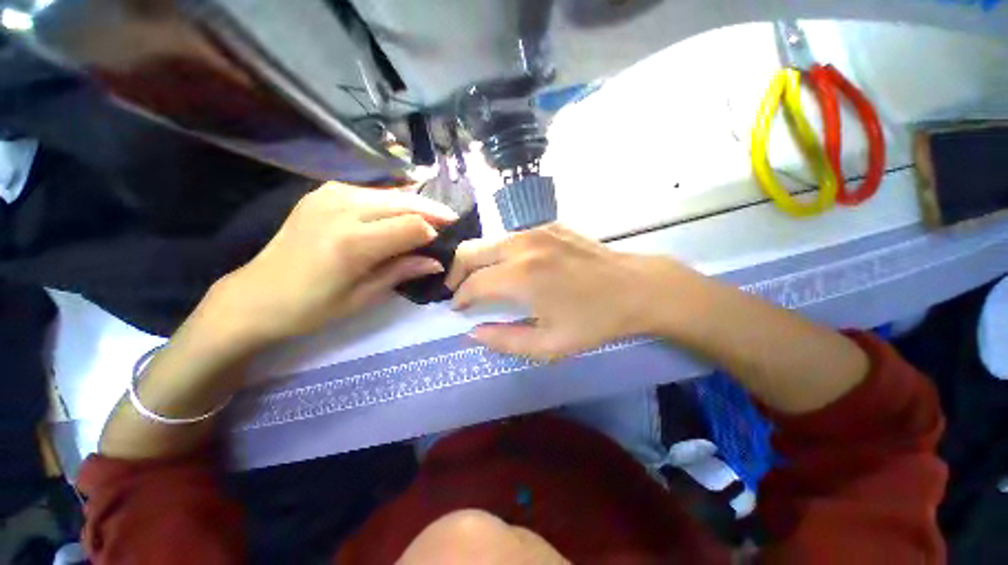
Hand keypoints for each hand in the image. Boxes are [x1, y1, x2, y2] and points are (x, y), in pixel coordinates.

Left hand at [204, 183, 457, 347]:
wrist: (255, 296)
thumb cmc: (312, 307)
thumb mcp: (364, 297)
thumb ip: (403, 272)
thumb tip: (437, 261)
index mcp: (353, 242)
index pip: (412, 225)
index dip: (434, 231)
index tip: (446, 241)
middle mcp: (342, 208)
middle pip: (404, 202)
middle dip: (431, 211)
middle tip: (449, 222)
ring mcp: (329, 195)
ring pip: (390, 193)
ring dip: (414, 204)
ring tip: (429, 218)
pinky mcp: (323, 192)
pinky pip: (371, 191)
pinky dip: (391, 201)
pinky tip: (399, 212)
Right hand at [446, 224, 699, 359]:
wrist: (637, 287)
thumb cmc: (595, 321)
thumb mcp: (549, 345)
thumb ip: (505, 341)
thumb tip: (473, 332)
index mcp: (521, 276)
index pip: (473, 284)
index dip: (460, 298)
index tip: (457, 308)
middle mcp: (523, 246)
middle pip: (471, 251)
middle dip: (456, 271)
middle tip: (457, 290)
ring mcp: (537, 231)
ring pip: (489, 241)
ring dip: (477, 260)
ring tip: (479, 280)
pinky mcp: (550, 226)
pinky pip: (512, 238)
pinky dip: (500, 252)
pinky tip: (509, 267)